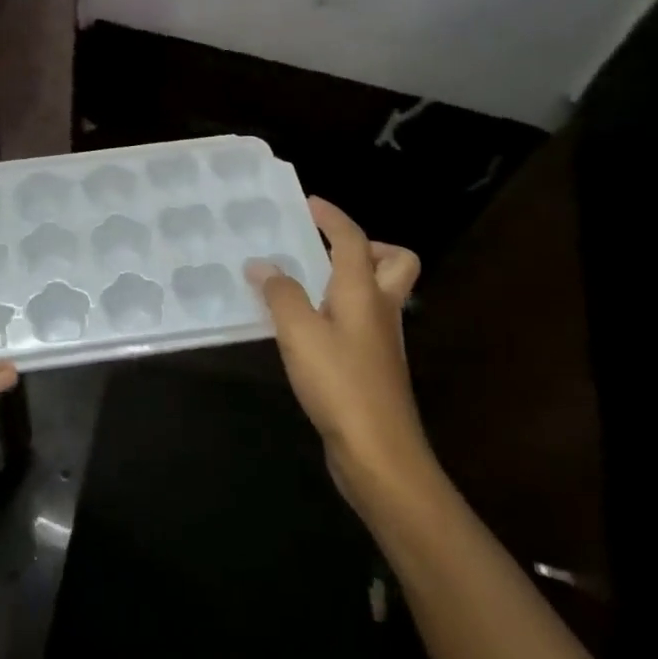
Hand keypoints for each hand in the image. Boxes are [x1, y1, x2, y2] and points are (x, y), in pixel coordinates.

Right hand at [246, 198, 434, 511]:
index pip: (353, 240)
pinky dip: (338, 310)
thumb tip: (261, 265)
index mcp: (365, 292)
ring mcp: (380, 341)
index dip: (332, 217)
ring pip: (378, 293)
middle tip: (325, 250)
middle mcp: (380, 310)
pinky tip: (304, 327)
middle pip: (395, 262)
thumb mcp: (299, 333)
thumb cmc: (340, 384)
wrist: (379, 455)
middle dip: (366, 246)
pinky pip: (360, 320)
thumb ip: (279, 293)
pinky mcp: (372, 367)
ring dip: (349, 279)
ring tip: (303, 283)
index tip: (308, 203)